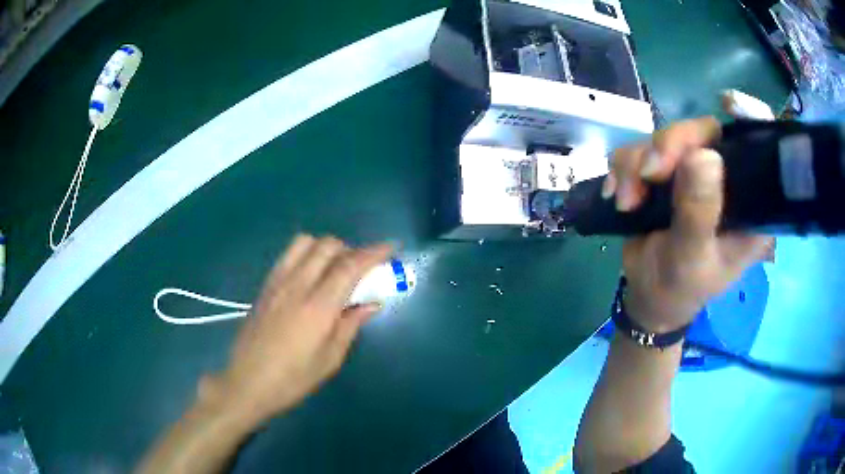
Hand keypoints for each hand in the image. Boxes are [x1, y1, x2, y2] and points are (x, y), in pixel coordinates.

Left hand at [202, 235, 391, 425]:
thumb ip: (351, 325)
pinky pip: (288, 255)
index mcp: (318, 306)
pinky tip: (310, 276)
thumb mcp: (330, 359)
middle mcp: (297, 285)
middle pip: (328, 246)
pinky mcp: (265, 286)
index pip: (350, 266)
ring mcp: (278, 282)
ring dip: (325, 248)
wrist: (247, 382)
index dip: (373, 252)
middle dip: (351, 250)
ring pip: (305, 242)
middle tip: (361, 270)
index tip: (390, 248)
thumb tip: (372, 304)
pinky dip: (306, 254)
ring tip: (333, 269)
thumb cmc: (293, 379)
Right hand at [602, 117, 771, 331]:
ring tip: (627, 200)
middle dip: (670, 145)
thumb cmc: (680, 287)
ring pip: (666, 136)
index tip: (728, 105)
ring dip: (637, 163)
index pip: (759, 147)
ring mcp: (694, 173)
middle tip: (648, 175)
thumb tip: (703, 154)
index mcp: (748, 202)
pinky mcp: (667, 172)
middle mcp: (725, 179)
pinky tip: (619, 195)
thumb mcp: (691, 258)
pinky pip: (641, 148)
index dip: (749, 116)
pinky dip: (623, 167)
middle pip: (704, 131)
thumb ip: (698, 212)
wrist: (649, 295)